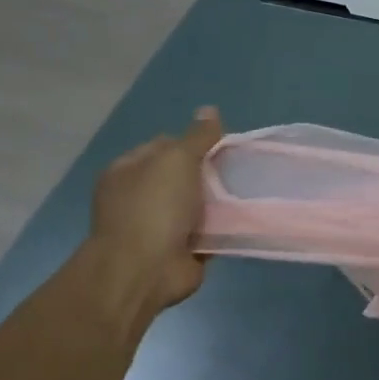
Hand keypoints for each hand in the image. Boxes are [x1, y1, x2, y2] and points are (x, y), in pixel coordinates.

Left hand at [86, 107, 223, 318]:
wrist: (145, 270)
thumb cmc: (154, 207)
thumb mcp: (177, 160)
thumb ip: (197, 137)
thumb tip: (210, 110)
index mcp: (129, 170)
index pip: (165, 145)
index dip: (194, 142)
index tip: (223, 146)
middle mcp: (140, 196)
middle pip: (183, 176)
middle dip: (210, 174)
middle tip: (240, 170)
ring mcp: (159, 225)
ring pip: (198, 205)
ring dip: (219, 203)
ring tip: (249, 193)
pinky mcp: (181, 250)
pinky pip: (208, 232)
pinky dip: (223, 228)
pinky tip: (244, 220)